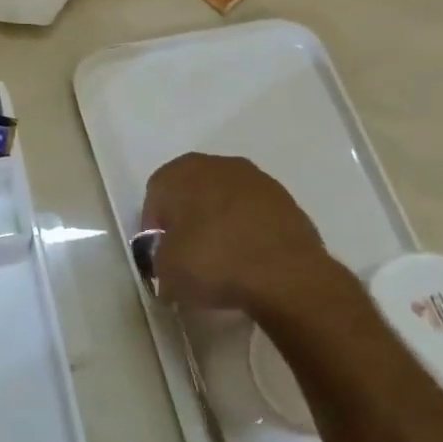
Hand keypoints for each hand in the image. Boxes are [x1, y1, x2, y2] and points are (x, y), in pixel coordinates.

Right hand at [142, 153, 368, 332]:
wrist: (287, 276)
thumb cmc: (213, 262)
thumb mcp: (166, 271)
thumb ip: (160, 260)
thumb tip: (169, 265)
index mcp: (182, 171)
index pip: (156, 194)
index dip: (155, 226)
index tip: (161, 253)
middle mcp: (218, 164)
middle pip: (192, 191)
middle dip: (188, 219)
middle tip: (189, 254)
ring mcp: (257, 180)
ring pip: (225, 200)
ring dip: (220, 223)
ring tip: (223, 259)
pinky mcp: (287, 201)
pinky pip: (254, 214)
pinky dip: (248, 231)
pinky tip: (250, 259)